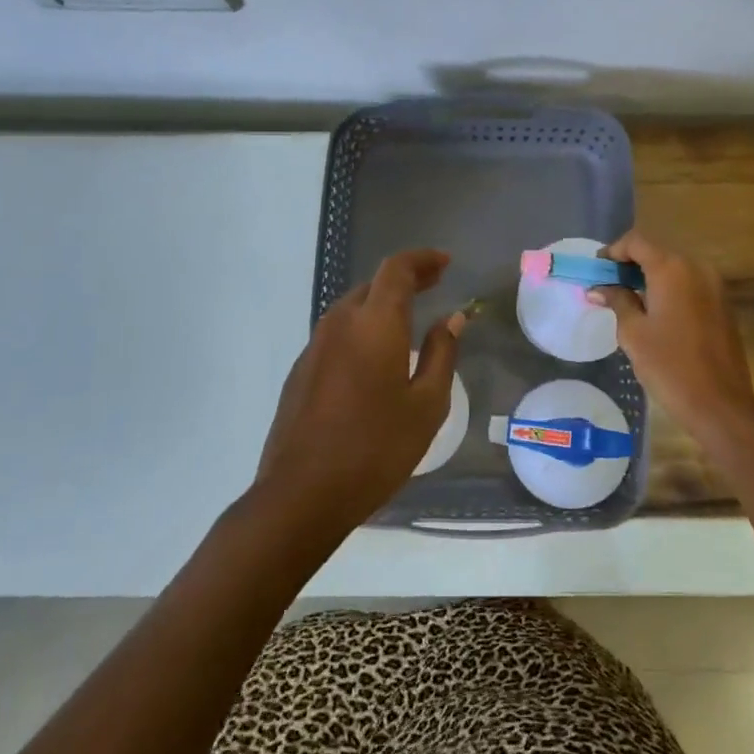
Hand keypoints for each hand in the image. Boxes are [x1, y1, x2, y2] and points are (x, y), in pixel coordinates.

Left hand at [253, 248, 470, 534]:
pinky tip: (374, 356)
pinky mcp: (300, 371)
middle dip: (405, 280)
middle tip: (433, 286)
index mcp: (374, 323)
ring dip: (381, 304)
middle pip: (373, 285)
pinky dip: (361, 328)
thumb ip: (441, 353)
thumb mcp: (426, 404)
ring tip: (408, 319)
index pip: (396, 269)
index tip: (445, 263)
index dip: (422, 259)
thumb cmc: (376, 448)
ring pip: (352, 308)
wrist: (301, 494)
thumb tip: (452, 318)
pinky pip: (337, 333)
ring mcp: (314, 346)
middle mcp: (340, 323)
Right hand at [584, 231, 753, 444]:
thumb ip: (617, 301)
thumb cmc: (669, 366)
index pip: (637, 242)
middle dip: (631, 265)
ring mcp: (714, 285)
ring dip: (651, 277)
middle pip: (657, 252)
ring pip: (675, 269)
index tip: (597, 270)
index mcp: (671, 269)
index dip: (613, 251)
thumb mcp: (633, 333)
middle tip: (609, 286)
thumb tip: (598, 288)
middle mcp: (696, 268)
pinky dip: (670, 290)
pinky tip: (656, 313)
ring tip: (630, 300)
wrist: (720, 403)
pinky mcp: (723, 304)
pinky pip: (690, 285)